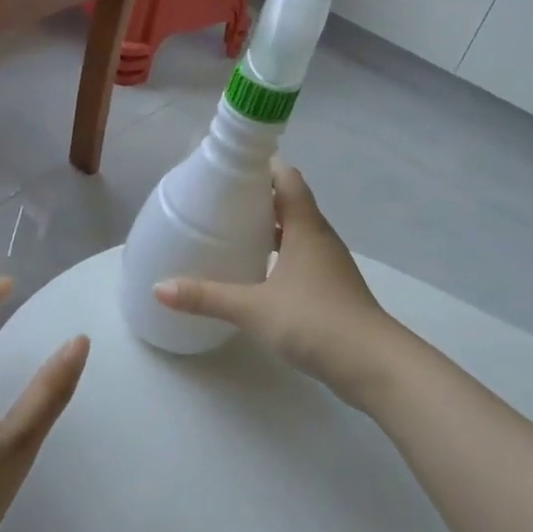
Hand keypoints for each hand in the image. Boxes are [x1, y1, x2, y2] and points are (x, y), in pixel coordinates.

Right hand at [153, 161, 395, 400]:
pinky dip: (280, 256)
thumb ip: (207, 297)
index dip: (262, 167)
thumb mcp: (254, 308)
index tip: (230, 168)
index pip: (287, 179)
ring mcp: (329, 265)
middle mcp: (320, 238)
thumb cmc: (315, 321)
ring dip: (270, 229)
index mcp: (306, 227)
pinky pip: (302, 259)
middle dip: (258, 199)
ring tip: (233, 234)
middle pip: (290, 203)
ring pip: (297, 233)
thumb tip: (159, 288)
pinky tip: (258, 275)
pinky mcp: (332, 289)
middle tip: (220, 202)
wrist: (373, 364)